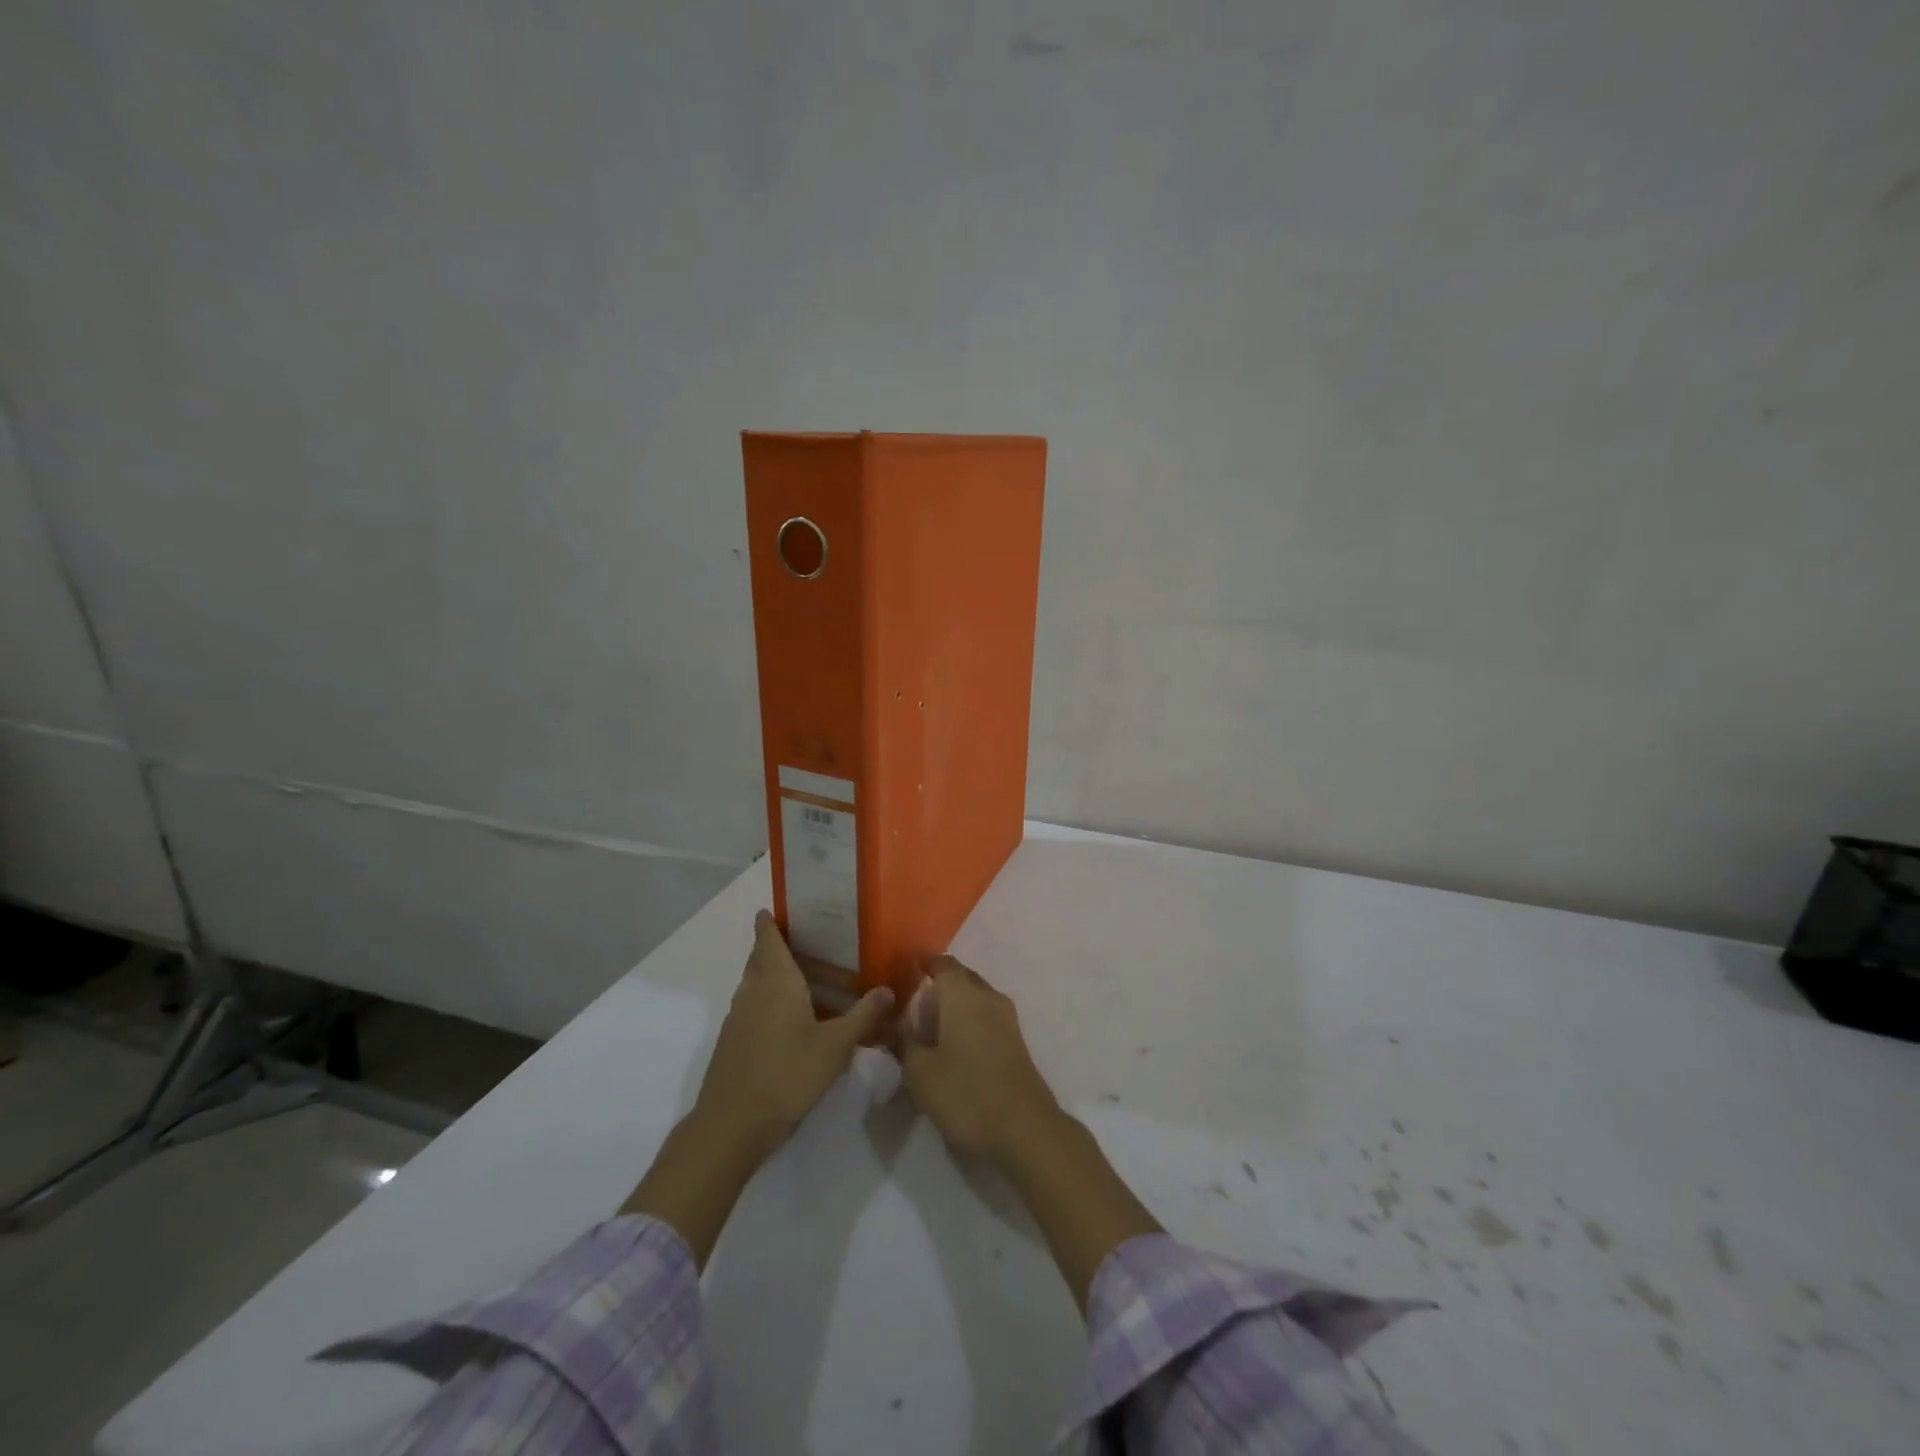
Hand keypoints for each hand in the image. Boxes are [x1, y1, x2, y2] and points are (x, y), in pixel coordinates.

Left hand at [692, 911, 895, 1161]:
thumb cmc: (787, 1073)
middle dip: (778, 949)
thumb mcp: (835, 1046)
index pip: (768, 940)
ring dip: (777, 979)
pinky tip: (793, 1023)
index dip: (769, 924)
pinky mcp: (733, 1042)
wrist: (732, 1124)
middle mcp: (753, 991)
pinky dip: (771, 1004)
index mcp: (776, 981)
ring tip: (808, 984)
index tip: (773, 909)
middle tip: (809, 946)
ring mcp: (738, 1017)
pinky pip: (753, 1008)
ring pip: (757, 985)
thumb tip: (888, 990)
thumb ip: (862, 1016)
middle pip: (761, 960)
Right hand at [897, 956, 1160, 1310]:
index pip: (941, 963)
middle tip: (912, 1005)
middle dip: (938, 986)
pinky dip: (968, 1023)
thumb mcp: (919, 1071)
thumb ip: (904, 1042)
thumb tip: (900, 1024)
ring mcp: (1007, 1018)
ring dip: (954, 1007)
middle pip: (961, 978)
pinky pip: (986, 1018)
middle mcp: (987, 996)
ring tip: (930, 1029)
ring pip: (975, 999)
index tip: (904, 971)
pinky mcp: (1016, 1042)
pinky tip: (953, 1047)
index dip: (922, 964)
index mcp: (962, 993)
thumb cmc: (966, 1093)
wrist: (1025, 1129)